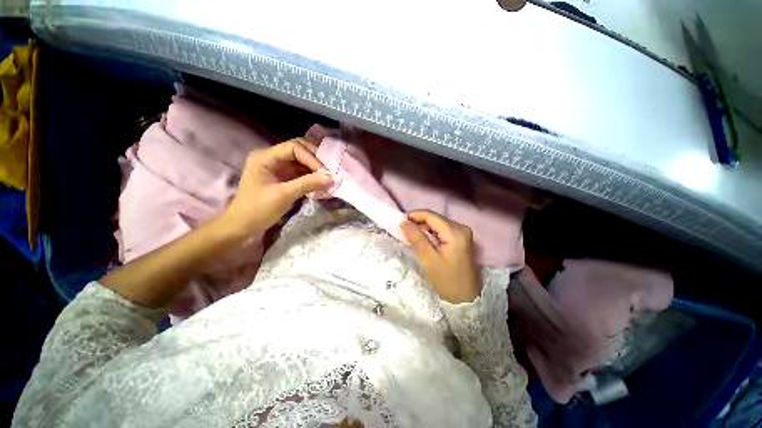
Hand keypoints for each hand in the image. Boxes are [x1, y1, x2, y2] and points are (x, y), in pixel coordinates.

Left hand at [221, 138, 331, 238]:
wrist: (243, 225)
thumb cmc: (259, 209)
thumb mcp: (284, 195)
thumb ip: (308, 184)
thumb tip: (331, 178)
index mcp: (265, 157)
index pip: (294, 148)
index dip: (311, 158)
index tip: (324, 172)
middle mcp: (271, 157)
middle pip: (298, 150)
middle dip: (315, 160)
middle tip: (329, 171)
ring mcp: (277, 167)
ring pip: (301, 160)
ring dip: (315, 168)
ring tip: (327, 178)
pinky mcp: (282, 176)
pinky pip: (300, 171)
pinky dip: (311, 176)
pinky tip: (320, 183)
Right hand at [401, 210, 479, 303]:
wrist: (465, 301)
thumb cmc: (446, 281)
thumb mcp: (428, 260)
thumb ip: (416, 238)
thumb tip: (403, 221)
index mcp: (455, 232)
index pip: (430, 215)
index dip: (413, 215)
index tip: (399, 222)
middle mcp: (461, 228)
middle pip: (435, 218)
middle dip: (417, 221)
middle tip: (403, 229)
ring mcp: (463, 234)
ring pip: (437, 223)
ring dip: (423, 227)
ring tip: (410, 234)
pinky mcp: (461, 240)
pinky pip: (442, 230)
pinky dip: (430, 232)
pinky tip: (422, 239)